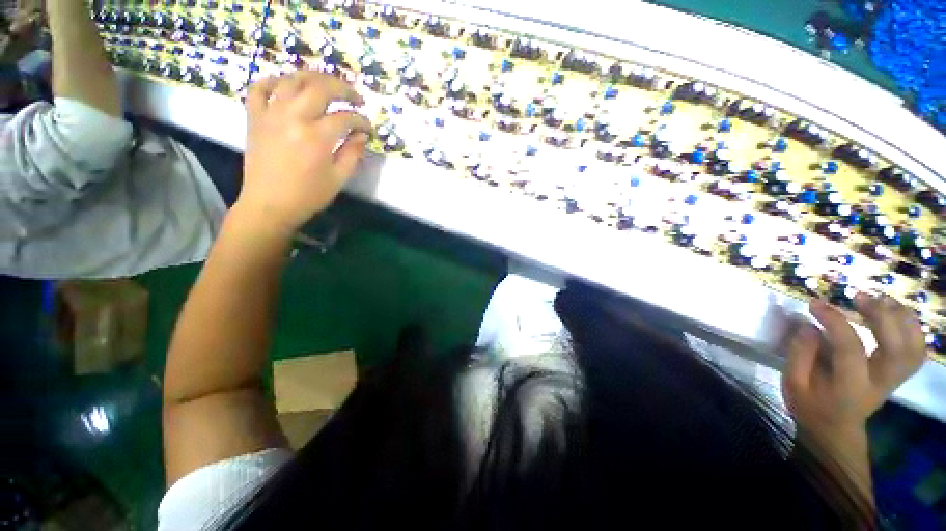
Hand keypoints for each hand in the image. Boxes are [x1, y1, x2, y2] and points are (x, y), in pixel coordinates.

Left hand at [236, 70, 371, 235]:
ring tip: (327, 85)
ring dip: (314, 77)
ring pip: (292, 79)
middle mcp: (293, 117)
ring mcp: (270, 113)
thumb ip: (353, 153)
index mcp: (317, 137)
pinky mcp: (255, 116)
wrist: (269, 205)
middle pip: (321, 86)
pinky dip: (274, 80)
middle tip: (355, 97)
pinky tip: (287, 86)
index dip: (362, 121)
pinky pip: (259, 87)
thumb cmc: (308, 195)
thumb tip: (362, 135)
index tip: (368, 128)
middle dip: (344, 88)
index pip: (346, 118)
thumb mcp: (339, 178)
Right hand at [782, 294, 926, 440]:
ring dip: (902, 318)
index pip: (850, 349)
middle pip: (896, 348)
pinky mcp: (898, 374)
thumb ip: (800, 355)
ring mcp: (894, 379)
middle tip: (857, 296)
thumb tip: (808, 326)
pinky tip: (895, 313)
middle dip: (881, 316)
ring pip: (914, 347)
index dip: (835, 322)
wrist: (836, 428)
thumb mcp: (794, 384)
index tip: (815, 303)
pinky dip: (912, 327)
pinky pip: (917, 349)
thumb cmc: (810, 406)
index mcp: (850, 388)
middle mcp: (880, 383)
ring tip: (880, 298)